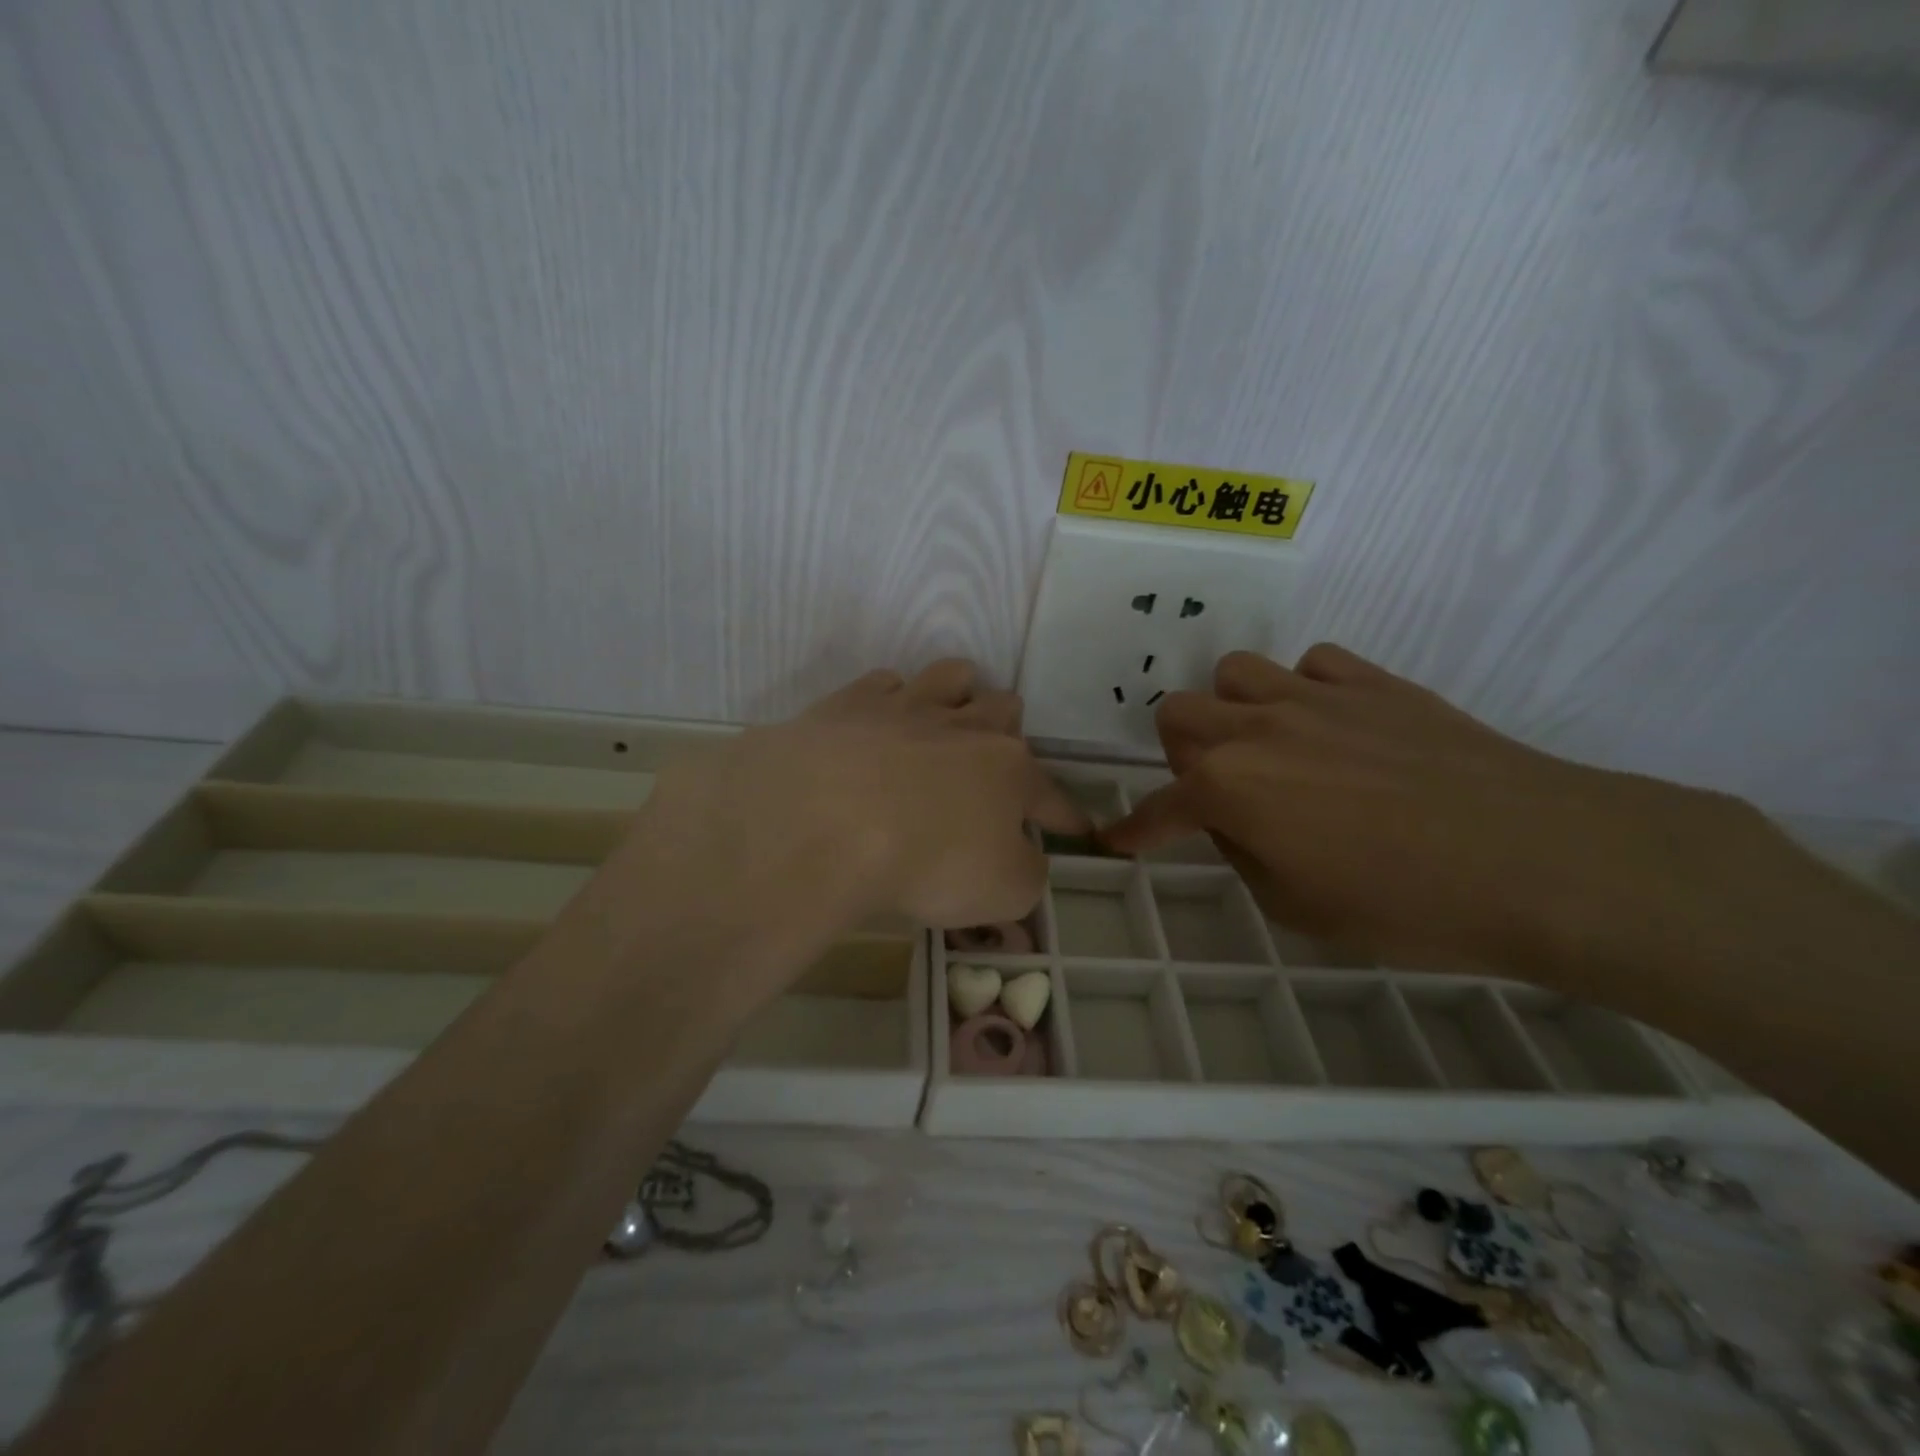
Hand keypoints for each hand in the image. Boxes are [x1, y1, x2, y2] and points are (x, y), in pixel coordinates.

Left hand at [634, 659, 1085, 937]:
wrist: (826, 821)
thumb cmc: (928, 862)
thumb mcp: (1003, 891)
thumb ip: (1027, 873)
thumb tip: (1025, 858)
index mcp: (1009, 772)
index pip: (1051, 795)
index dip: (1065, 815)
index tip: (1076, 827)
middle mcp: (965, 728)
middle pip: (1003, 709)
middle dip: (1007, 730)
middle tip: (991, 758)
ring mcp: (907, 708)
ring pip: (950, 676)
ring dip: (958, 693)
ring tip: (948, 715)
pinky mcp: (851, 704)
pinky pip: (883, 684)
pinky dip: (889, 700)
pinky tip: (879, 723)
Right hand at [1101, 645, 1773, 977]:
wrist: (1540, 860)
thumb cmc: (1407, 904)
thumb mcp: (1299, 908)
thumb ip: (1245, 855)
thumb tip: (1236, 821)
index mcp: (1229, 787)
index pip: (1160, 807)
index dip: (1135, 828)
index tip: (1118, 840)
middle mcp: (1256, 728)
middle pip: (1178, 713)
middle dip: (1181, 753)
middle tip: (1217, 789)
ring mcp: (1315, 696)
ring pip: (1235, 673)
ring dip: (1235, 710)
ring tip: (1270, 747)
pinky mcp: (1374, 682)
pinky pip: (1313, 664)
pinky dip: (1307, 691)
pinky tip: (1334, 725)